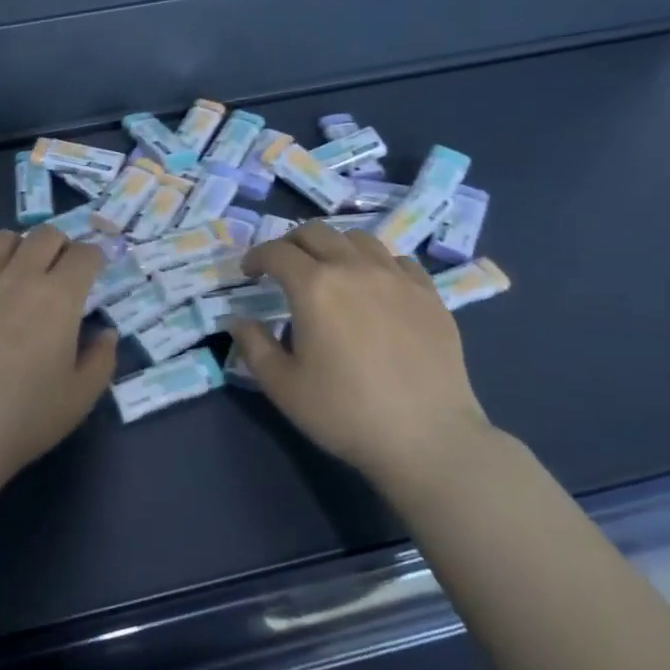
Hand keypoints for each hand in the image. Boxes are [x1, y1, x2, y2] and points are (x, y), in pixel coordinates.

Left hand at [0, 225, 119, 487]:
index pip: (85, 254)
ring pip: (1, 239)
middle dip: (59, 247)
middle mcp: (18, 276)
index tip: (93, 274)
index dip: (94, 259)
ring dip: (17, 250)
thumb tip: (105, 333)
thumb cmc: (24, 418)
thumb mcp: (80, 398)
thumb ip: (101, 360)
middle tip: (57, 274)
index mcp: (58, 297)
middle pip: (45, 235)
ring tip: (15, 277)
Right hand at [229, 222, 492, 484]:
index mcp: (314, 286)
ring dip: (333, 247)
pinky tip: (373, 288)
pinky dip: (375, 263)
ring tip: (328, 272)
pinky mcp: (429, 294)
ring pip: (358, 238)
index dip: (256, 257)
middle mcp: (355, 268)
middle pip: (316, 232)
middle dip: (291, 243)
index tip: (249, 273)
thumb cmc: (344, 412)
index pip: (276, 252)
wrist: (427, 437)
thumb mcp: (282, 385)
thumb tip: (239, 320)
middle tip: (282, 267)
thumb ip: (253, 345)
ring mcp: (398, 277)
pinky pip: (397, 260)